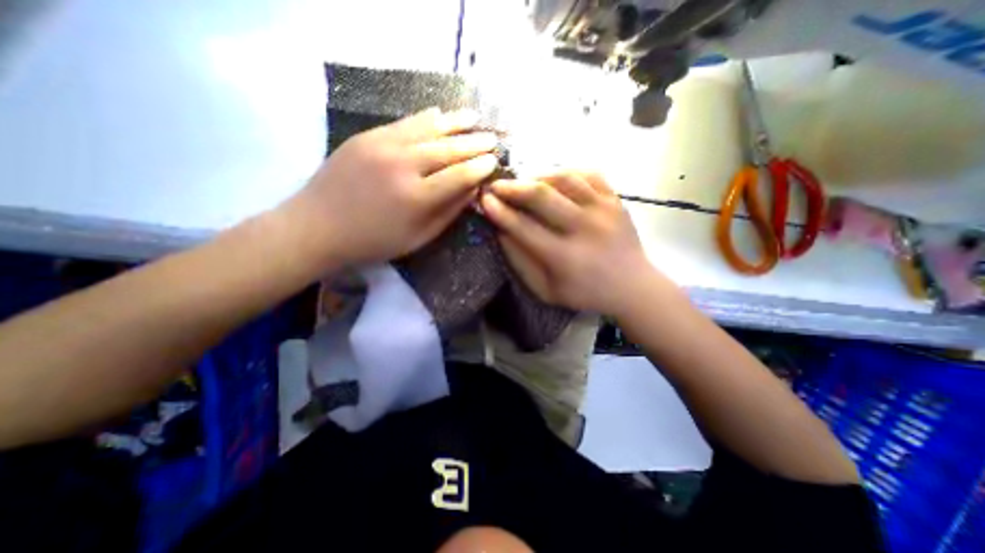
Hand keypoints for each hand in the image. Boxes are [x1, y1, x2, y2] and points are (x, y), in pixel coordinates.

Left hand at [284, 106, 499, 267]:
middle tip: (492, 140)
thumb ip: (448, 213)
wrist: (317, 226)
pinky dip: (427, 118)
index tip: (494, 162)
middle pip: (448, 149)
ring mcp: (382, 146)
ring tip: (475, 117)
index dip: (480, 168)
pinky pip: (405, 122)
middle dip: (475, 143)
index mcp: (416, 198)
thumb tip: (472, 191)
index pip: (459, 176)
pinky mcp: (367, 136)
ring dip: (455, 122)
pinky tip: (441, 114)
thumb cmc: (374, 241)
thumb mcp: (418, 238)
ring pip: (428, 128)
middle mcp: (402, 165)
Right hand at [484, 172, 664, 315]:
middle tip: (497, 184)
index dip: (500, 212)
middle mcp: (584, 228)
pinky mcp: (616, 200)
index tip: (484, 200)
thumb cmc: (585, 293)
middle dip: (513, 186)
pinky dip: (567, 172)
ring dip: (537, 175)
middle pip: (542, 195)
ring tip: (524, 181)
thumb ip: (521, 262)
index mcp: (564, 257)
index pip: (523, 227)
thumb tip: (501, 232)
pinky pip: (588, 174)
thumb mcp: (546, 290)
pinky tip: (555, 179)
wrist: (632, 286)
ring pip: (564, 177)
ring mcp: (604, 210)